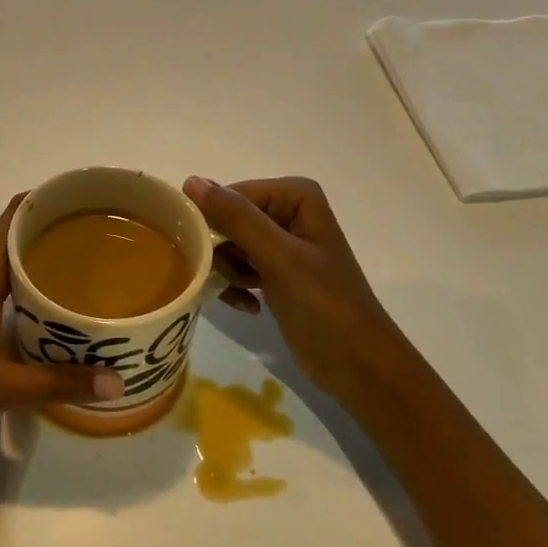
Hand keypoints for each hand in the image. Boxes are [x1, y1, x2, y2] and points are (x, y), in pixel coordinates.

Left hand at [0, 195, 118, 514]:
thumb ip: (58, 383)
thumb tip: (118, 381)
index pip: (16, 216)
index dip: (50, 198)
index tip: (90, 196)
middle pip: (18, 236)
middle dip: (58, 229)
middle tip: (106, 237)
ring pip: (10, 265)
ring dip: (44, 260)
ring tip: (90, 269)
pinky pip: (3, 289)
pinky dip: (30, 288)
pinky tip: (53, 310)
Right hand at [183, 176, 412, 394]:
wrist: (356, 365)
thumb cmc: (325, 306)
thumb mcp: (280, 258)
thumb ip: (237, 218)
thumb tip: (190, 181)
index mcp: (294, 196)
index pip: (228, 196)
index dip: (211, 224)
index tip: (203, 255)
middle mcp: (286, 211)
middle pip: (225, 220)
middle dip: (222, 252)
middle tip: (231, 278)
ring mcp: (280, 243)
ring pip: (226, 246)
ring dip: (228, 273)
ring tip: (247, 293)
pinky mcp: (273, 271)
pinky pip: (236, 267)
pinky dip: (236, 287)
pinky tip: (249, 306)